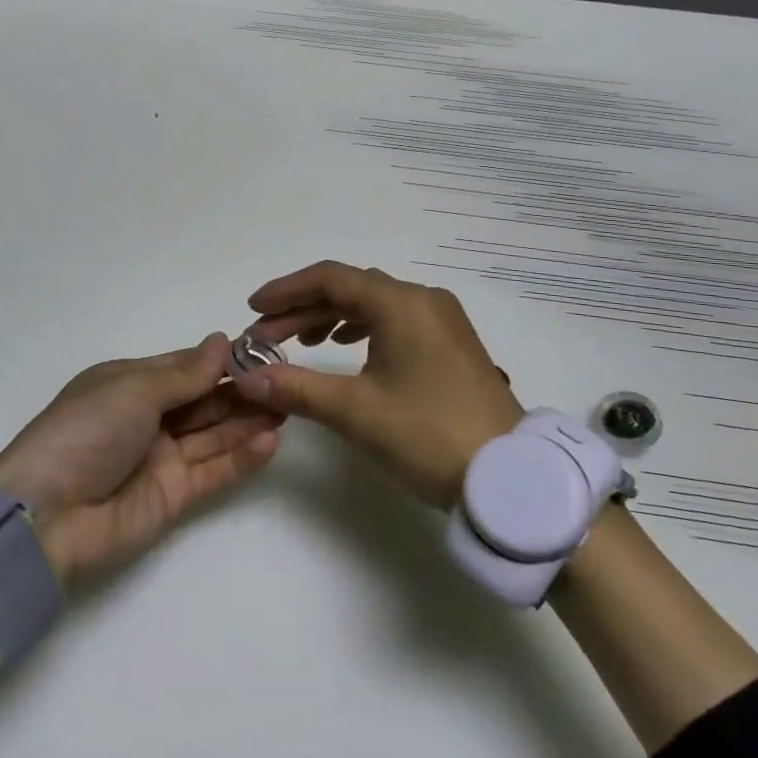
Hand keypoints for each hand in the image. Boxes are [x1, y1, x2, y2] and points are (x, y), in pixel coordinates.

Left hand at [0, 333, 283, 584]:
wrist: (46, 516)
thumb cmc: (86, 431)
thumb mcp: (133, 390)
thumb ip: (185, 373)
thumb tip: (221, 340)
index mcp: (130, 384)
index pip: (185, 366)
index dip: (221, 359)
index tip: (263, 349)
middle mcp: (149, 417)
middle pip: (204, 399)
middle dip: (242, 389)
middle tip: (286, 379)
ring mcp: (162, 457)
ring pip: (215, 433)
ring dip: (249, 420)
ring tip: (290, 405)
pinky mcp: (174, 496)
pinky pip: (214, 470)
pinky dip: (243, 457)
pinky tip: (272, 440)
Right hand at [233, 263, 521, 507]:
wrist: (512, 479)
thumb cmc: (429, 435)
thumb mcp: (356, 412)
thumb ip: (296, 388)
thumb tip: (246, 379)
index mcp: (401, 303)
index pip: (330, 279)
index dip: (286, 290)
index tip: (253, 309)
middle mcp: (422, 299)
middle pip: (350, 288)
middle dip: (303, 308)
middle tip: (266, 335)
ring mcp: (441, 320)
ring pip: (372, 304)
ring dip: (330, 317)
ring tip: (298, 342)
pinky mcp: (450, 342)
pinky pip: (394, 320)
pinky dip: (361, 328)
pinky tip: (344, 347)